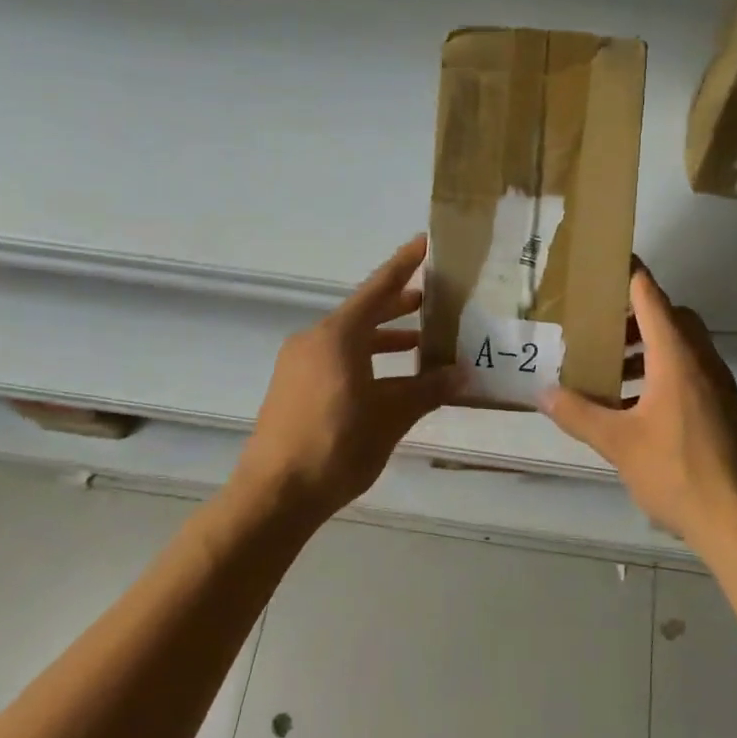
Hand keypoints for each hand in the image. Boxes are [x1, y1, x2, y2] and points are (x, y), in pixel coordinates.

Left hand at [233, 236, 467, 523]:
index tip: (425, 243)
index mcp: (337, 336)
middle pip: (364, 313)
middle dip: (399, 306)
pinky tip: (391, 381)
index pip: (378, 289)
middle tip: (436, 300)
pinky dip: (367, 361)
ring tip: (422, 343)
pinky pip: (337, 360)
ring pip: (351, 340)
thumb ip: (426, 391)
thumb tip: (462, 374)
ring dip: (385, 339)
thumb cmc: (335, 447)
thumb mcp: (389, 418)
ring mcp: (300, 365)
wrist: (274, 494)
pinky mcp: (294, 388)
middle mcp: (315, 341)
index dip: (403, 265)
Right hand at [542, 264, 736, 553]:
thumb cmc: (676, 471)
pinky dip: (661, 369)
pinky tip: (633, 403)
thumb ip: (578, 414)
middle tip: (598, 322)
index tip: (606, 257)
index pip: (651, 296)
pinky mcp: (722, 407)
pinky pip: (689, 369)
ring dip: (648, 344)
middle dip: (634, 313)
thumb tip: (543, 392)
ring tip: (609, 365)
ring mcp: (717, 384)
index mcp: (676, 357)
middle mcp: (701, 360)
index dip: (629, 273)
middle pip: (670, 316)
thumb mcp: (617, 443)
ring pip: (681, 344)